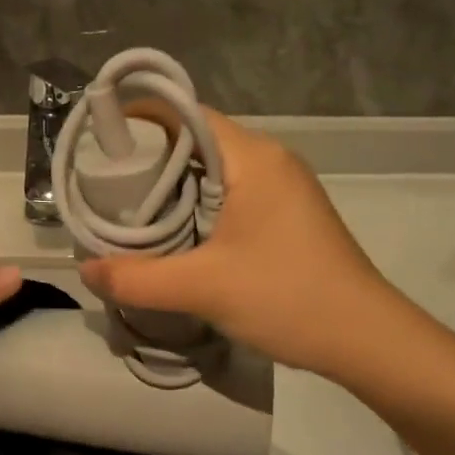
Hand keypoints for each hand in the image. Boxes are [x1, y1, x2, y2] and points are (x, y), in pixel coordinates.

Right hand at [80, 109, 403, 378]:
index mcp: (255, 157)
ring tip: (133, 206)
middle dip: (153, 155)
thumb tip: (85, 270)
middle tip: (108, 181)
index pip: (189, 114)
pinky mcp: (291, 213)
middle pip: (200, 139)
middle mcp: (272, 159)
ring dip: (177, 182)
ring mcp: (286, 186)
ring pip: (218, 168)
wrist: (368, 340)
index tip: (104, 140)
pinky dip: (201, 200)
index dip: (144, 119)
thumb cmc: (288, 297)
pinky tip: (179, 230)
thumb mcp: (203, 288)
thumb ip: (137, 278)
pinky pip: (235, 190)